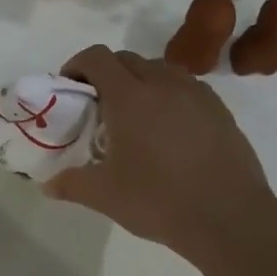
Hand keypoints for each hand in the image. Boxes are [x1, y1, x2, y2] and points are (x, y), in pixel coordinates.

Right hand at [44, 45, 276, 255]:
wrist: (229, 218)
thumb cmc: (158, 201)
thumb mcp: (104, 196)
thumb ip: (71, 183)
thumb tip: (47, 185)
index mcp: (129, 97)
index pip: (97, 58)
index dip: (77, 65)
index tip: (69, 87)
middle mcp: (163, 84)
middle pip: (127, 58)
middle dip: (106, 73)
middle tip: (96, 105)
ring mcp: (196, 95)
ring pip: (159, 69)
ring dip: (139, 80)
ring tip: (133, 115)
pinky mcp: (220, 110)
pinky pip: (186, 87)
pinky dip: (168, 94)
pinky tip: (167, 128)